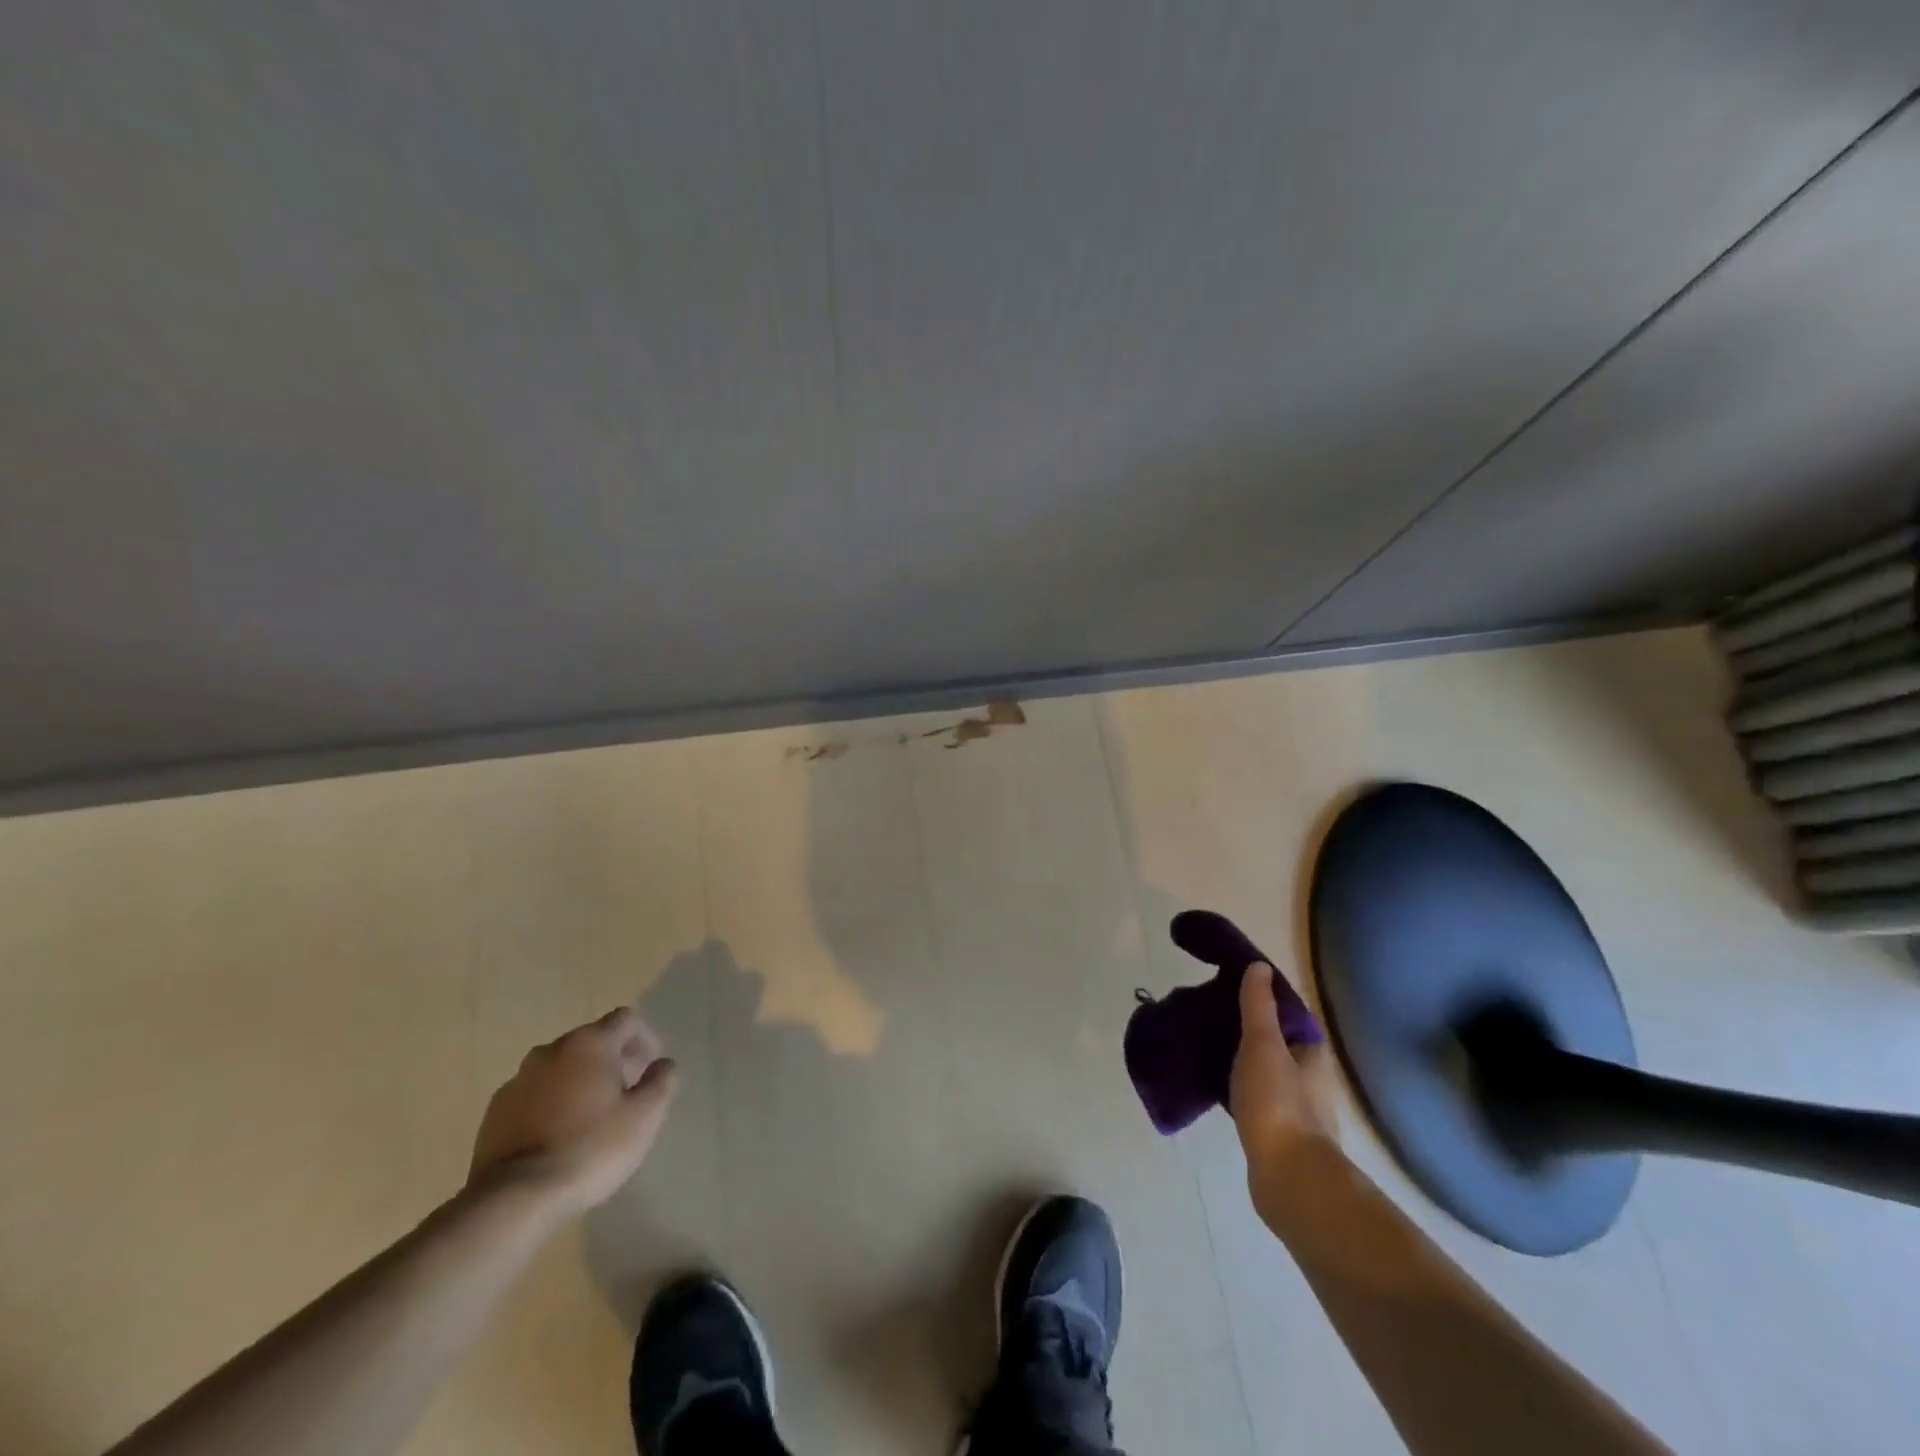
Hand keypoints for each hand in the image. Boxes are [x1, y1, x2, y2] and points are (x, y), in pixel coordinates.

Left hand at [469, 1007, 677, 1214]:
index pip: (626, 1019)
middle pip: (591, 1041)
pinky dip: (551, 1103)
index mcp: (590, 1044)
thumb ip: (661, 1081)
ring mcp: (519, 1079)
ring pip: (560, 1067)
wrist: (514, 1198)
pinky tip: (557, 1136)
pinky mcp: (495, 1111)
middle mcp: (552, 1050)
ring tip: (591, 1117)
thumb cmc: (591, 1148)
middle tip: (626, 1094)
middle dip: (613, 1060)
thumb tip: (662, 1064)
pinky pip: (534, 1094)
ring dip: (580, 1080)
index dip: (645, 1038)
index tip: (651, 1068)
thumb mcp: (645, 1116)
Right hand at [1229, 962, 1333, 1168]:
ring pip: (1268, 1073)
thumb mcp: (1263, 1044)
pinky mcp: (1280, 1136)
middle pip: (1279, 1044)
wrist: (1290, 1180)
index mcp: (1313, 1054)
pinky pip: (1257, 1100)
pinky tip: (1217, 1088)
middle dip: (1251, 1031)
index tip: (1232, 988)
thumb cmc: (1278, 1104)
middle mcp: (1312, 1080)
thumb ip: (1258, 1006)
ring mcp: (1298, 1111)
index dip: (1265, 1000)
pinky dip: (1240, 1090)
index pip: (1291, 1015)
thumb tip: (1258, 967)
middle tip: (1213, 1017)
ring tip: (1208, 1048)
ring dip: (1245, 1061)